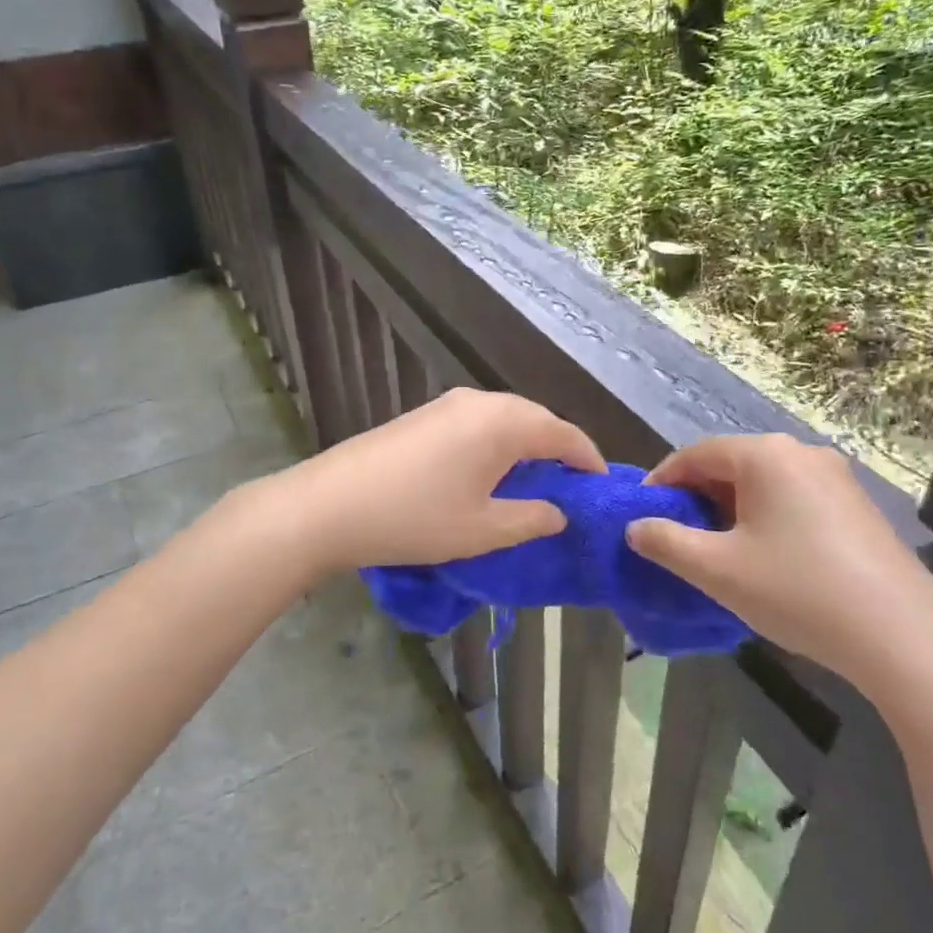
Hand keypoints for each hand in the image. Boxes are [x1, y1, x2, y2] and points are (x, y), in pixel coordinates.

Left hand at [250, 388, 605, 572]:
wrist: (330, 504)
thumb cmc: (416, 519)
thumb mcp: (483, 530)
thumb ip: (531, 519)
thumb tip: (559, 511)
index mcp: (503, 423)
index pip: (562, 433)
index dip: (587, 459)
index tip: (601, 485)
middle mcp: (480, 402)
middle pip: (535, 419)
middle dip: (557, 449)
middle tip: (570, 486)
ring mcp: (447, 404)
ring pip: (504, 419)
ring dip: (525, 445)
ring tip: (533, 482)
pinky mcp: (423, 415)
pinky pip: (477, 422)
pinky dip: (496, 443)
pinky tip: (488, 472)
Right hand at [626, 435, 932, 693]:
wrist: (905, 639)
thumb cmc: (798, 591)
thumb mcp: (716, 570)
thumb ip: (665, 542)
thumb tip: (636, 527)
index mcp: (765, 455)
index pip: (694, 454)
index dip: (662, 482)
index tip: (642, 516)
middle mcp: (801, 453)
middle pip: (730, 465)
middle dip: (697, 498)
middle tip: (677, 538)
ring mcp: (837, 478)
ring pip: (763, 484)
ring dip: (731, 510)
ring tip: (718, 552)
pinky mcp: (859, 507)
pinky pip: (795, 499)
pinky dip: (767, 519)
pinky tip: (766, 559)